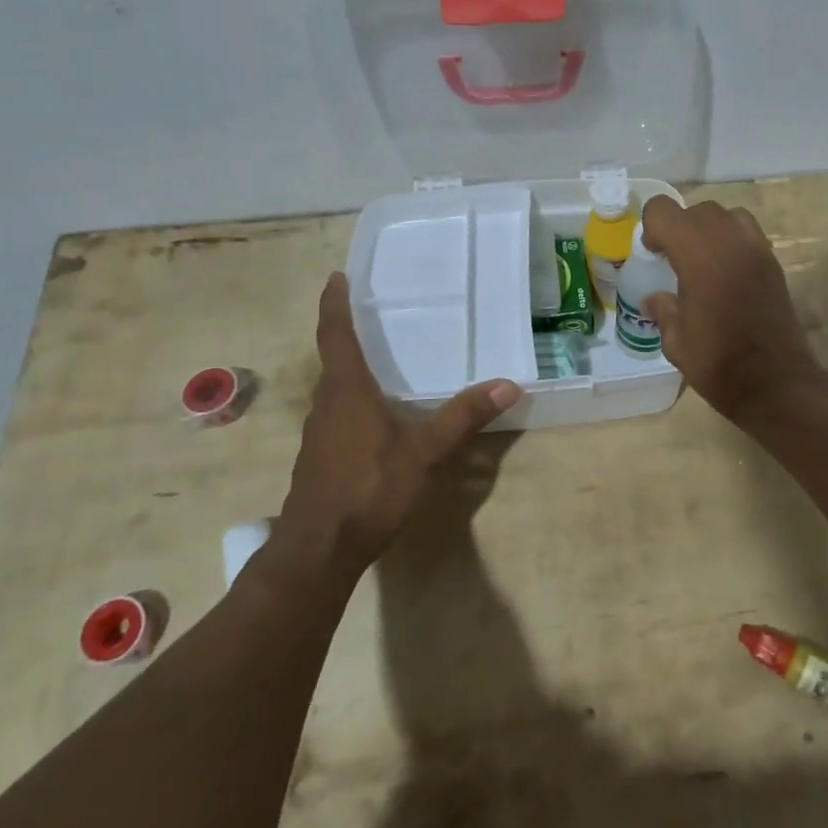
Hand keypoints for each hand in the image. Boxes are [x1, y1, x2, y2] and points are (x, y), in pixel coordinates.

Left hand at [273, 273, 521, 577]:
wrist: (318, 550)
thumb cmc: (368, 488)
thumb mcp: (424, 452)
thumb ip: (464, 417)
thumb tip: (509, 384)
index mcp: (346, 391)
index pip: (336, 336)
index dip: (335, 305)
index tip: (336, 277)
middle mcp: (327, 405)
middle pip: (334, 359)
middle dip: (347, 334)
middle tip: (371, 313)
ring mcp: (320, 433)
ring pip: (335, 389)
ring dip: (351, 368)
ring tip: (380, 359)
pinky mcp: (321, 458)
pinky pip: (338, 413)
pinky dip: (355, 399)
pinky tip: (378, 415)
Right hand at [637, 197, 826, 421]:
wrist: (776, 383)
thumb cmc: (719, 365)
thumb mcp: (677, 343)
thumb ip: (663, 311)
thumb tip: (654, 298)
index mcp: (698, 257)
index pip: (665, 211)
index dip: (653, 227)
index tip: (653, 254)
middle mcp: (729, 242)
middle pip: (697, 210)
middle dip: (680, 227)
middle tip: (674, 260)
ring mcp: (757, 249)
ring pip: (727, 214)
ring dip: (709, 229)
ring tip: (703, 261)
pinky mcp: (774, 262)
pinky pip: (749, 232)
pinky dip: (733, 240)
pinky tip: (726, 273)